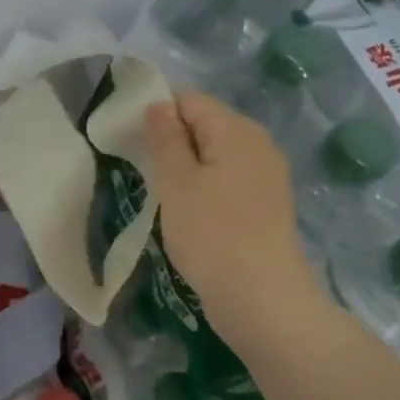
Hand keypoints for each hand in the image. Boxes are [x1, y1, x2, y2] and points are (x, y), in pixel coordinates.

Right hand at [142, 92, 319, 334]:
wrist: (261, 299)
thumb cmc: (211, 234)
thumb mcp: (176, 182)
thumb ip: (165, 138)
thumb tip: (158, 104)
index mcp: (237, 130)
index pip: (190, 100)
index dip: (158, 114)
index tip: (132, 144)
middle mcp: (258, 144)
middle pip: (205, 125)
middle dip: (172, 143)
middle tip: (145, 173)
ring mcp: (267, 176)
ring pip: (215, 156)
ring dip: (187, 170)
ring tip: (165, 198)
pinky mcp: (266, 205)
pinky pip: (228, 181)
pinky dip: (205, 189)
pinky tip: (191, 216)